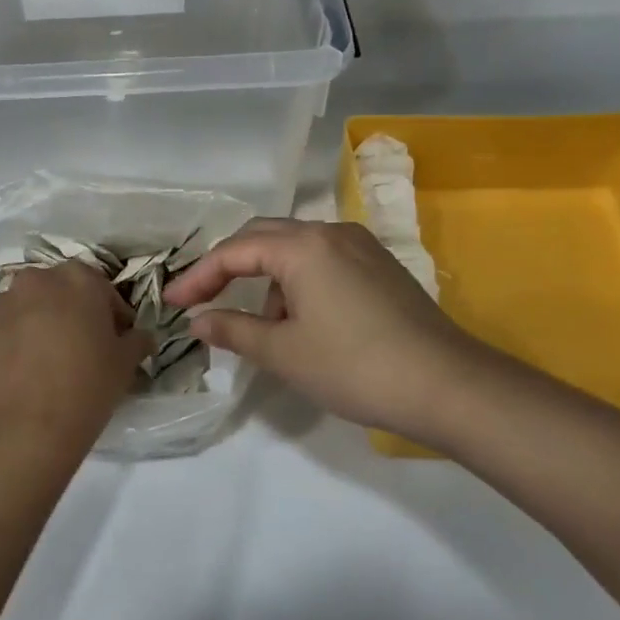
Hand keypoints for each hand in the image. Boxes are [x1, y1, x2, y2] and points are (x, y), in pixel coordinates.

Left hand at [0, 262, 151, 450]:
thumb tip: (139, 336)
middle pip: (54, 291)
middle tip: (73, 347)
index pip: (99, 288)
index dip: (108, 313)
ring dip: (28, 324)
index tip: (113, 338)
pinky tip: (8, 372)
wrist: (26, 428)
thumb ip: (136, 339)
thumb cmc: (87, 388)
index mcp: (77, 279)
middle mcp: (33, 280)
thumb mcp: (126, 364)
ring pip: (17, 308)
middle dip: (64, 312)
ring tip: (36, 361)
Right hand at [164, 218, 476, 435]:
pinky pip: (323, 261)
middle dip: (227, 267)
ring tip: (264, 327)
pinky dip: (298, 283)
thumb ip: (233, 330)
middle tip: (200, 299)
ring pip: (295, 249)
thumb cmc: (354, 366)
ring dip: (267, 280)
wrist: (448, 386)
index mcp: (303, 246)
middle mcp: (332, 233)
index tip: (171, 303)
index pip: (234, 251)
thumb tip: (199, 321)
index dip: (197, 277)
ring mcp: (362, 247)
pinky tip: (303, 321)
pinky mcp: (381, 266)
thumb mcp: (283, 352)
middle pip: (263, 237)